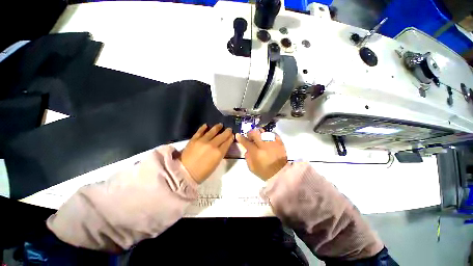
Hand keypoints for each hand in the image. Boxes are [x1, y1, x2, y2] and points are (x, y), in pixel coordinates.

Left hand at [180, 123, 233, 183]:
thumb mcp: (216, 164)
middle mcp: (212, 145)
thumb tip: (223, 146)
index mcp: (219, 153)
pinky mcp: (194, 139)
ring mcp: (203, 141)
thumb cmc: (203, 172)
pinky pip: (200, 131)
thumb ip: (220, 153)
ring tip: (220, 125)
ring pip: (212, 131)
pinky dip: (204, 127)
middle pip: (222, 136)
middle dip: (227, 132)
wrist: (185, 173)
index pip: (227, 142)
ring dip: (217, 127)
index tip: (232, 135)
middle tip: (229, 129)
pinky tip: (206, 125)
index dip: (231, 138)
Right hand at [236, 129, 286, 180]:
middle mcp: (264, 146)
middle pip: (255, 133)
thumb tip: (247, 149)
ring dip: (259, 133)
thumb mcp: (252, 168)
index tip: (238, 135)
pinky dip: (268, 134)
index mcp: (256, 153)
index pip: (246, 142)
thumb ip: (247, 157)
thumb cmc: (264, 172)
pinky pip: (273, 133)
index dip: (241, 138)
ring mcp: (273, 142)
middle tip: (250, 137)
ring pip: (263, 131)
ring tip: (259, 138)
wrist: (280, 173)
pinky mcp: (280, 142)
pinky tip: (267, 139)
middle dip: (250, 133)